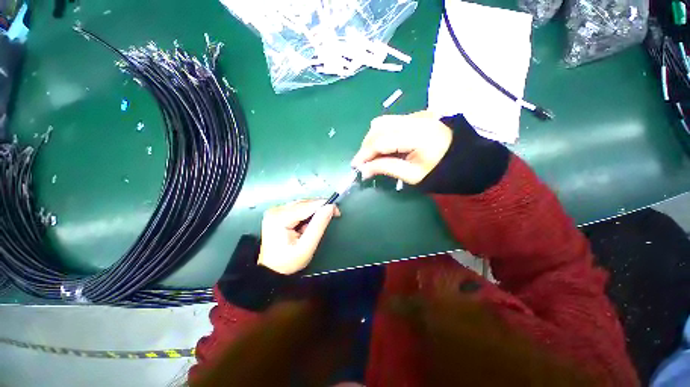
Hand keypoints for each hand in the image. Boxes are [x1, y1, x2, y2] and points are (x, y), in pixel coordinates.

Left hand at [258, 200, 339, 274]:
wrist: (271, 269)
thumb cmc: (288, 261)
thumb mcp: (307, 247)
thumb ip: (319, 226)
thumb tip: (330, 207)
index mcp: (280, 218)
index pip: (307, 205)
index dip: (324, 205)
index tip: (336, 211)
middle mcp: (276, 210)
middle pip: (304, 203)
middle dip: (318, 209)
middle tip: (329, 218)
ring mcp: (275, 210)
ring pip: (302, 204)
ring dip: (312, 212)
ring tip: (313, 226)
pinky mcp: (277, 212)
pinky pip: (297, 207)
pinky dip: (305, 213)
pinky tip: (305, 225)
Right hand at [351, 111, 452, 183]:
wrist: (467, 159)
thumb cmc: (442, 171)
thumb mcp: (413, 176)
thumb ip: (386, 168)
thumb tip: (364, 169)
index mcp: (417, 136)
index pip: (381, 141)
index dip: (365, 153)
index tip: (355, 166)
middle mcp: (415, 119)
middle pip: (379, 127)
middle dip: (366, 145)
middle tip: (363, 162)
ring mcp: (417, 114)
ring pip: (383, 122)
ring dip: (372, 138)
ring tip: (372, 155)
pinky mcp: (417, 115)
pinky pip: (392, 122)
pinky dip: (382, 134)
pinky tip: (384, 147)